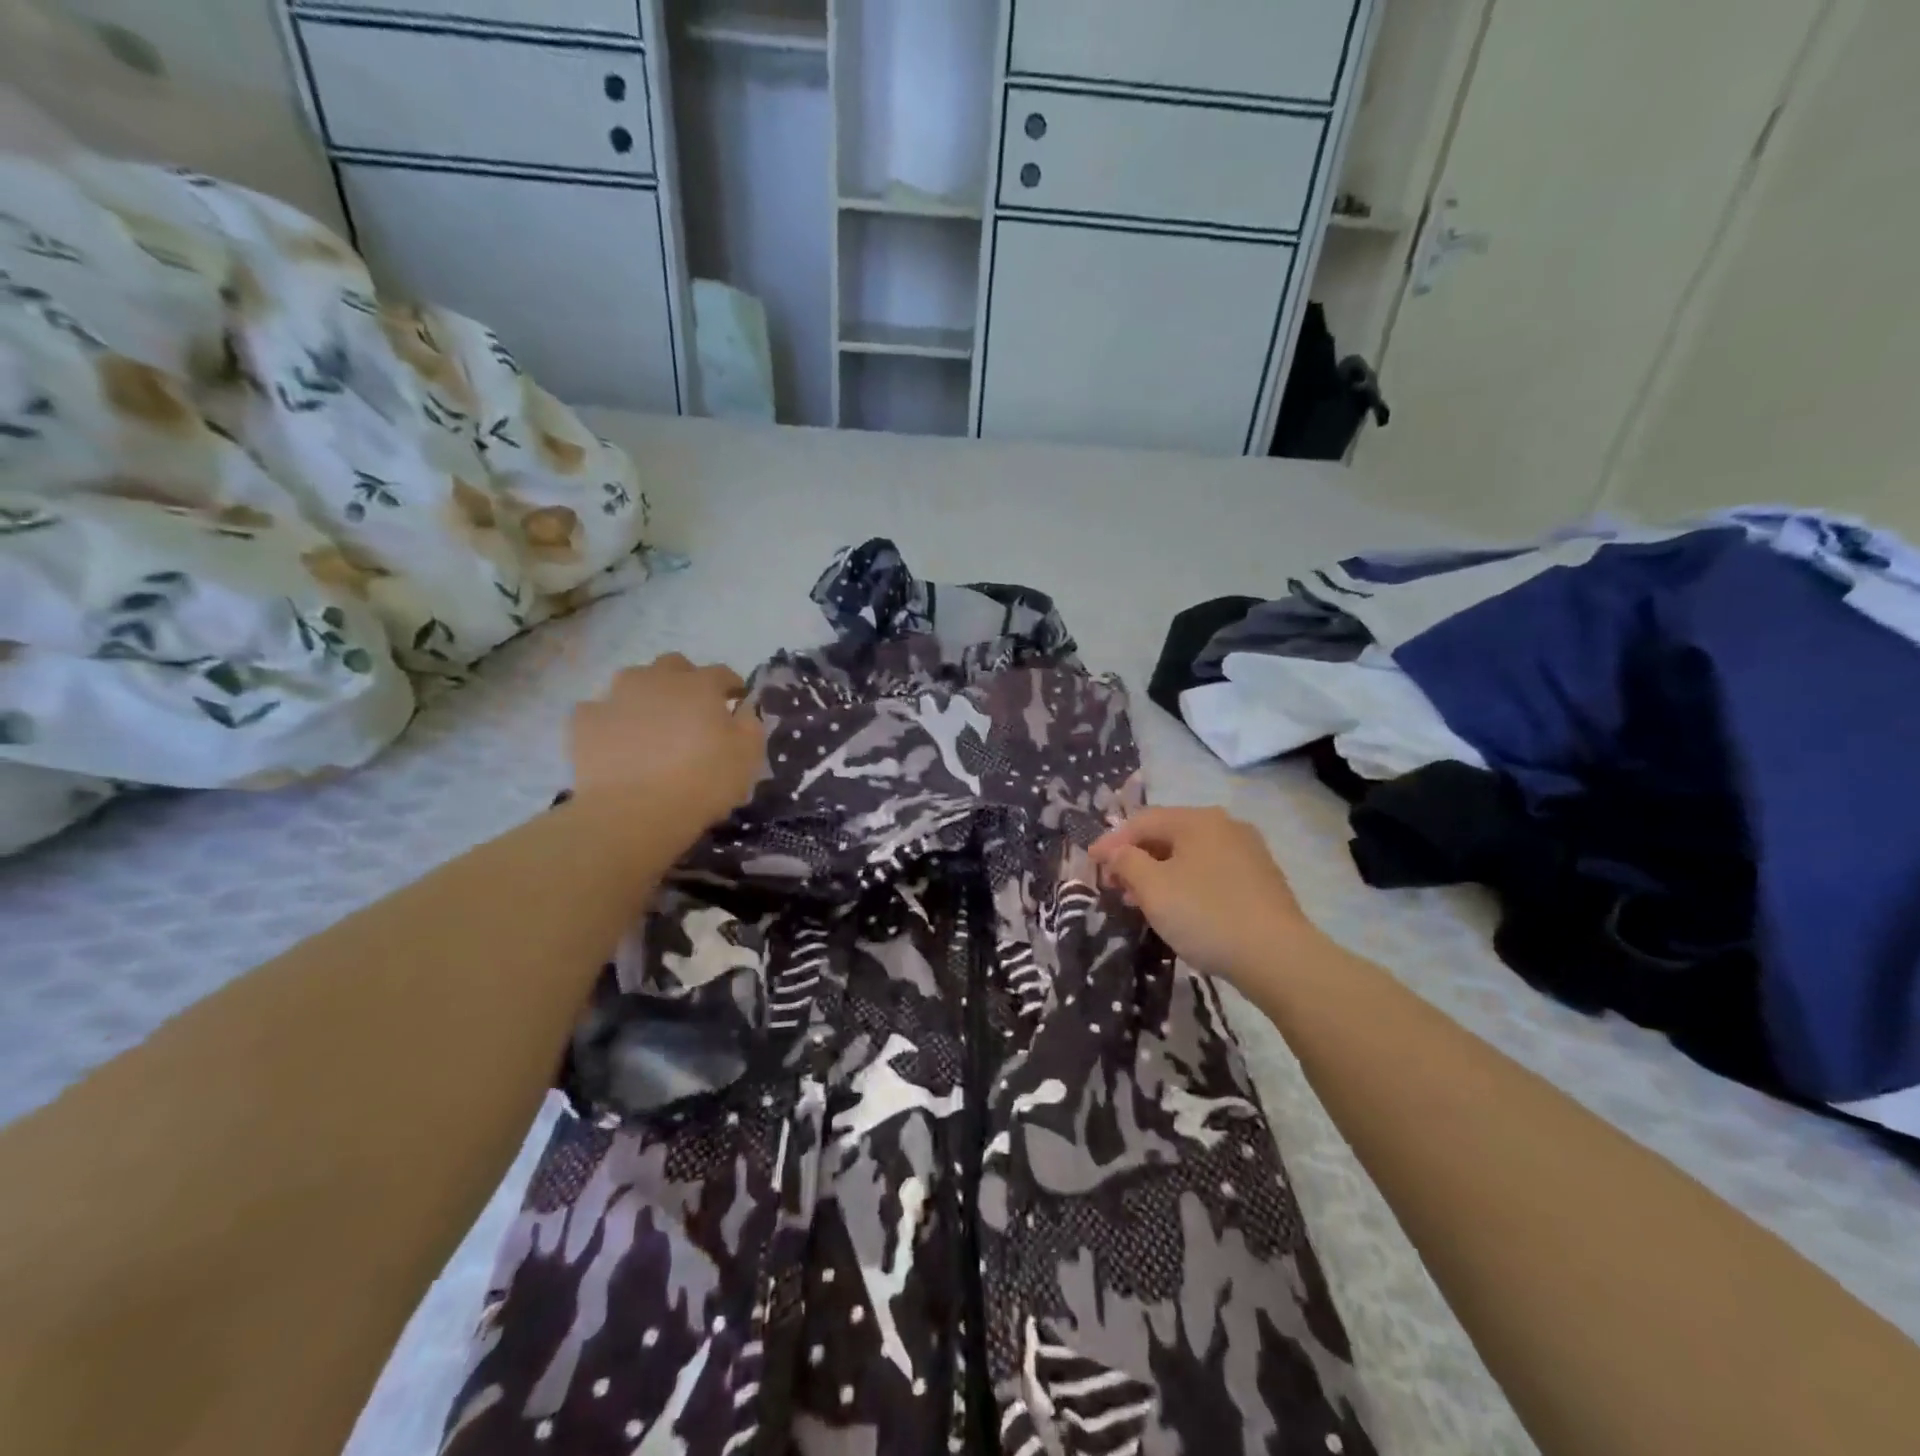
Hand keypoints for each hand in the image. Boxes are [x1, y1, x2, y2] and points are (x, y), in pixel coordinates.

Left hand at [570, 654, 765, 829]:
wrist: (633, 812)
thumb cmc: (702, 782)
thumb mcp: (748, 756)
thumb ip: (750, 724)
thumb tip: (743, 709)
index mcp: (700, 685)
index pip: (722, 673)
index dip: (732, 686)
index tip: (736, 702)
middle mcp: (657, 679)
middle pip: (674, 665)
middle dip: (686, 680)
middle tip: (692, 710)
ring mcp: (616, 696)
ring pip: (634, 680)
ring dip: (647, 694)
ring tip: (652, 723)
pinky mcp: (584, 720)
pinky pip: (600, 710)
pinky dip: (612, 720)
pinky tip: (617, 741)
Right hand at [1089, 806, 1318, 984]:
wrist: (1278, 957)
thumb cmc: (1206, 914)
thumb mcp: (1153, 888)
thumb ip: (1126, 862)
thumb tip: (1114, 850)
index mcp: (1198, 820)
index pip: (1142, 821)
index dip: (1111, 840)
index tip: (1090, 863)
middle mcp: (1225, 826)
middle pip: (1168, 835)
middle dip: (1136, 858)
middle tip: (1113, 885)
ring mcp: (1248, 852)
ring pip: (1190, 855)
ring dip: (1159, 873)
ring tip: (1140, 901)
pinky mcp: (1261, 880)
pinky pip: (1211, 872)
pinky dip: (1185, 883)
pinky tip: (1178, 908)